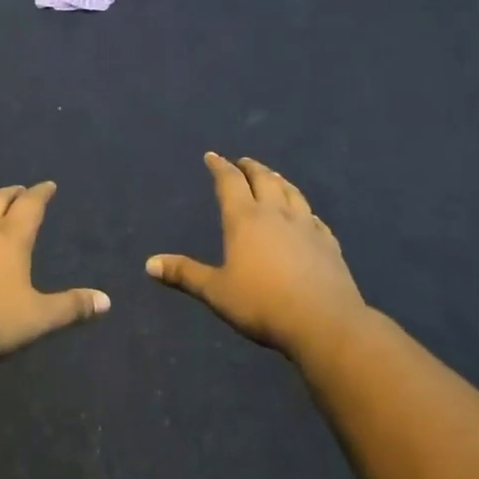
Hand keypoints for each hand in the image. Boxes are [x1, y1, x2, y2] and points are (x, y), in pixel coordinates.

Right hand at [146, 154, 365, 358]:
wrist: (324, 321)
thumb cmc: (262, 304)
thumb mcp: (216, 292)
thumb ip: (185, 274)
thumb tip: (149, 264)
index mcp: (245, 219)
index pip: (229, 182)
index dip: (219, 167)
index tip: (212, 156)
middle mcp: (276, 213)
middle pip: (263, 179)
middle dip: (250, 168)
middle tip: (243, 162)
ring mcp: (306, 226)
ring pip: (291, 192)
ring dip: (279, 180)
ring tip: (273, 176)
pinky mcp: (329, 243)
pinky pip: (314, 218)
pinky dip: (305, 210)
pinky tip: (307, 215)